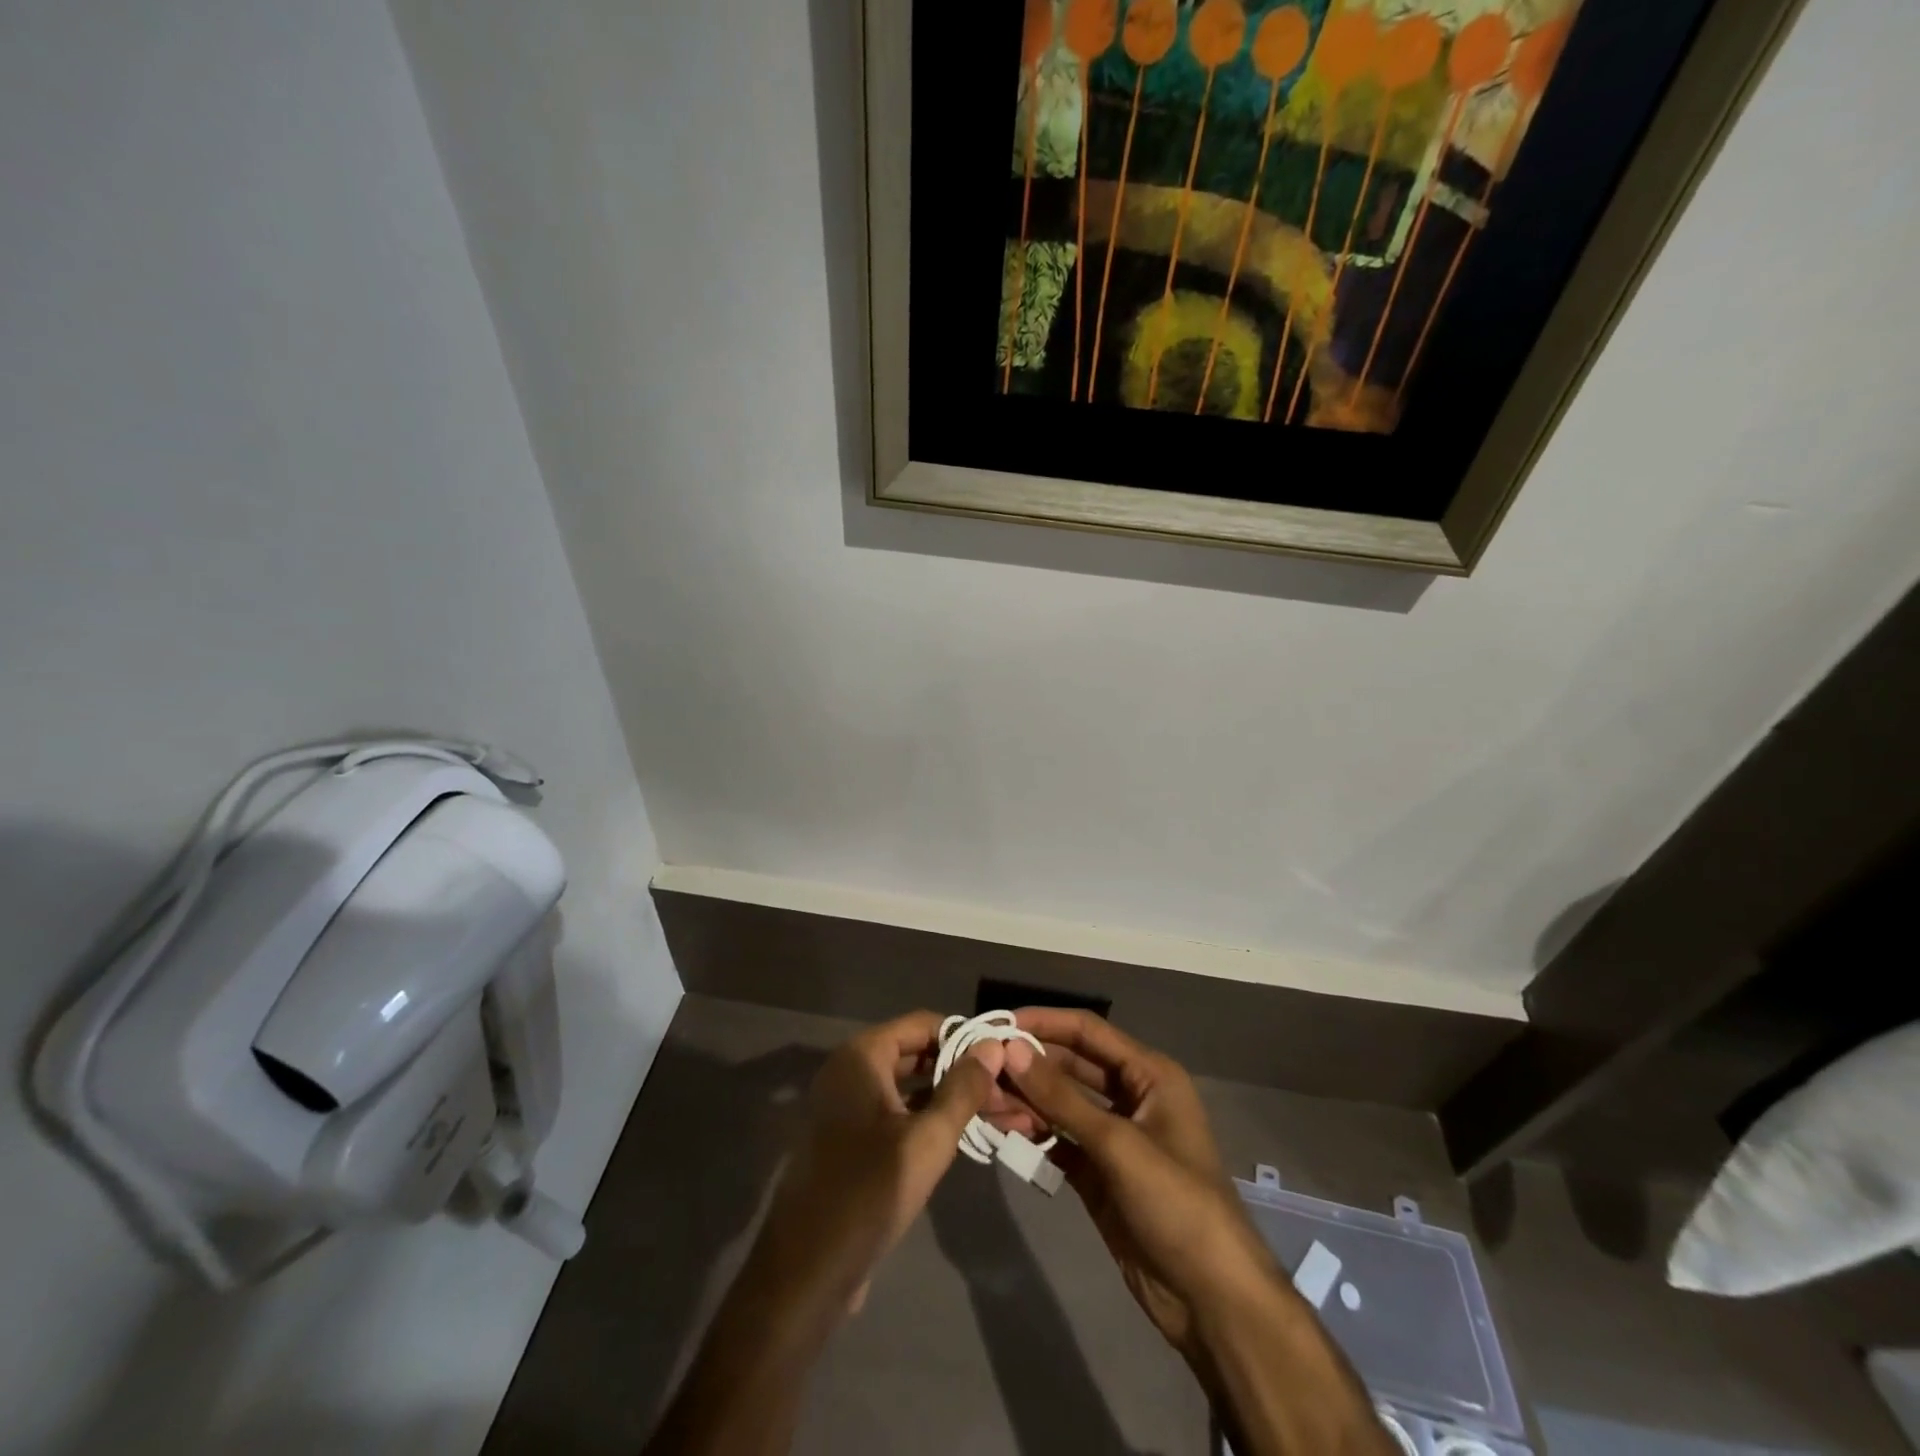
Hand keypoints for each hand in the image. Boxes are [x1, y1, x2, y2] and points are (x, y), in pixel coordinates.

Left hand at [746, 1010, 1003, 1321]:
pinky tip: (963, 1136)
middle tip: (1006, 1091)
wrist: (806, 1274)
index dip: (964, 1036)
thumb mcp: (927, 1140)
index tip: (1003, 1058)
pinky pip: (894, 1113)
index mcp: (861, 1056)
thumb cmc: (868, 1194)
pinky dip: (927, 1118)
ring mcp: (845, 1105)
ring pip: (908, 1086)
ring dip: (949, 1097)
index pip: (923, 1023)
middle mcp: (849, 1070)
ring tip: (998, 1114)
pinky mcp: (847, 1139)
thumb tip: (994, 1046)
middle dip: (961, 1070)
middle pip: (916, 1053)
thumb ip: (963, 1090)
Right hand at [998, 1009, 1281, 1363]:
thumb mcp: (1118, 1145)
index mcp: (1149, 1074)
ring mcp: (1114, 1136)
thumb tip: (1010, 1049)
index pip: (1087, 1031)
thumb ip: (1061, 1097)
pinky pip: (1059, 1140)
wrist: (1212, 1300)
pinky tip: (1002, 1133)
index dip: (1043, 1023)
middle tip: (980, 1070)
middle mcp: (1131, 1095)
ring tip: (983, 1104)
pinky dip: (1033, 1134)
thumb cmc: (1177, 1204)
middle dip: (1028, 1066)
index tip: (997, 1024)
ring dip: (1025, 1101)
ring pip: (1060, 1103)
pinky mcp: (1099, 1172)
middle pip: (1070, 1065)